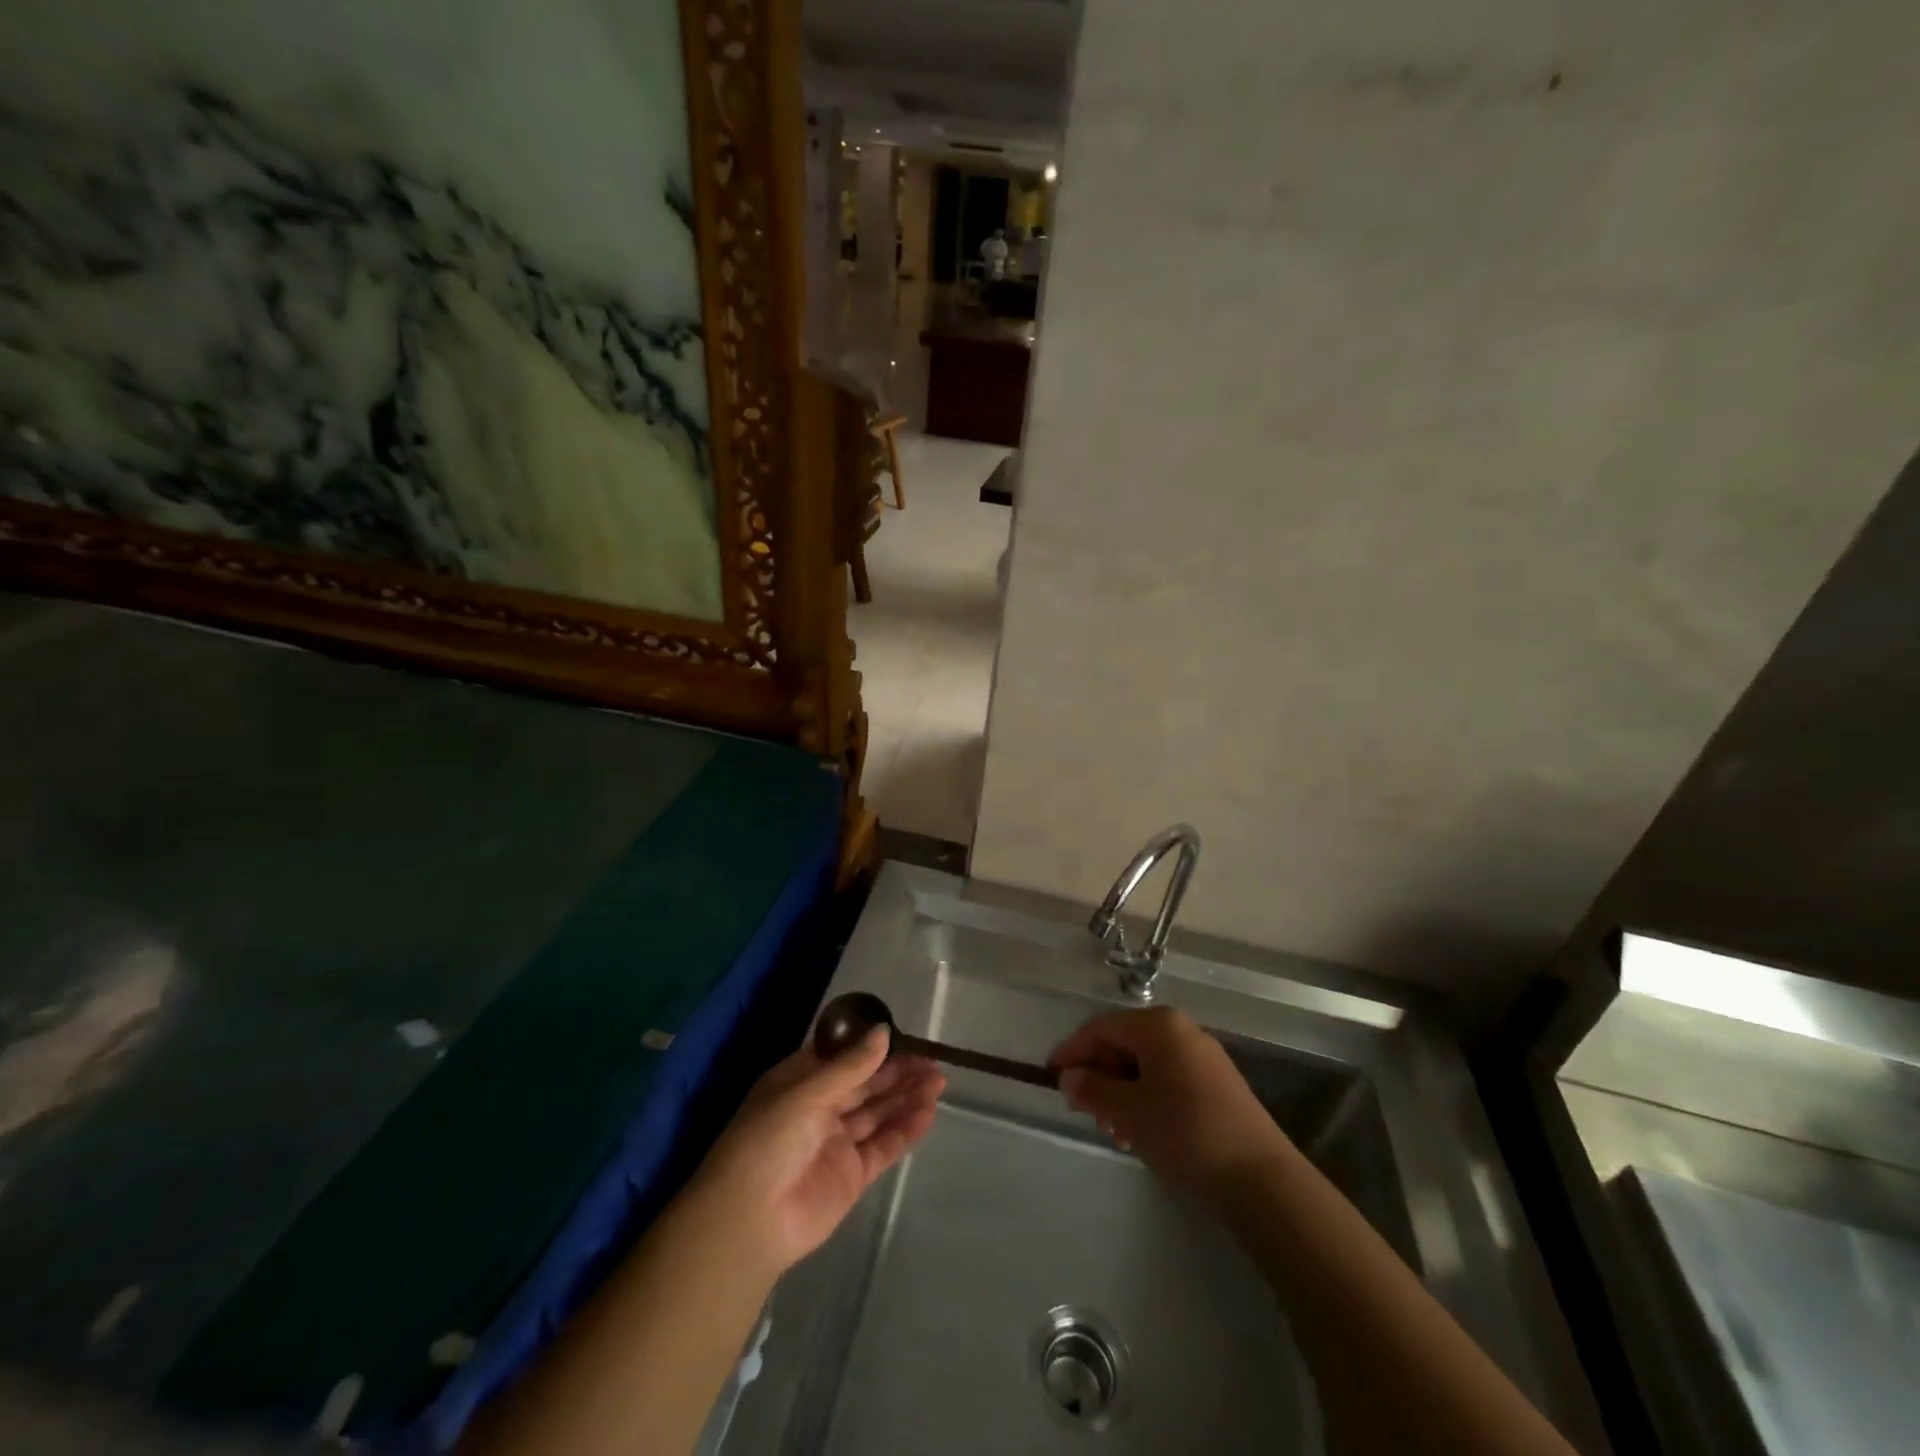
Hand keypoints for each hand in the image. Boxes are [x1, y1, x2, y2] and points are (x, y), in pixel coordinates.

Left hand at [691, 1028, 943, 1274]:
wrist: (750, 1219)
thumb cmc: (769, 1139)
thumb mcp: (807, 1092)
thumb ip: (851, 1066)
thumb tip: (883, 1031)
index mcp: (800, 1082)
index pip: (842, 1057)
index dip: (872, 1046)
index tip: (904, 1036)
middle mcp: (819, 1109)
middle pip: (865, 1084)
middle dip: (898, 1072)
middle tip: (933, 1061)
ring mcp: (837, 1143)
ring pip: (878, 1113)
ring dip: (907, 1097)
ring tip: (939, 1081)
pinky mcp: (852, 1176)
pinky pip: (883, 1146)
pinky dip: (905, 1129)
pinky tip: (928, 1113)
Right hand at [1050, 1007, 1291, 1198]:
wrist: (1258, 1175)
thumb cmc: (1183, 1130)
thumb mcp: (1128, 1110)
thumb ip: (1092, 1089)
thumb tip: (1068, 1078)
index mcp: (1158, 1025)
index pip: (1101, 1028)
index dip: (1072, 1051)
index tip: (1051, 1078)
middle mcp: (1181, 1030)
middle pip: (1124, 1044)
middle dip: (1100, 1077)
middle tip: (1086, 1112)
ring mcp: (1202, 1056)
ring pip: (1145, 1066)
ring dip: (1122, 1094)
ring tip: (1115, 1132)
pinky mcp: (1216, 1084)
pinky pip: (1168, 1080)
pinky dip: (1147, 1100)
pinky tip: (1142, 1134)